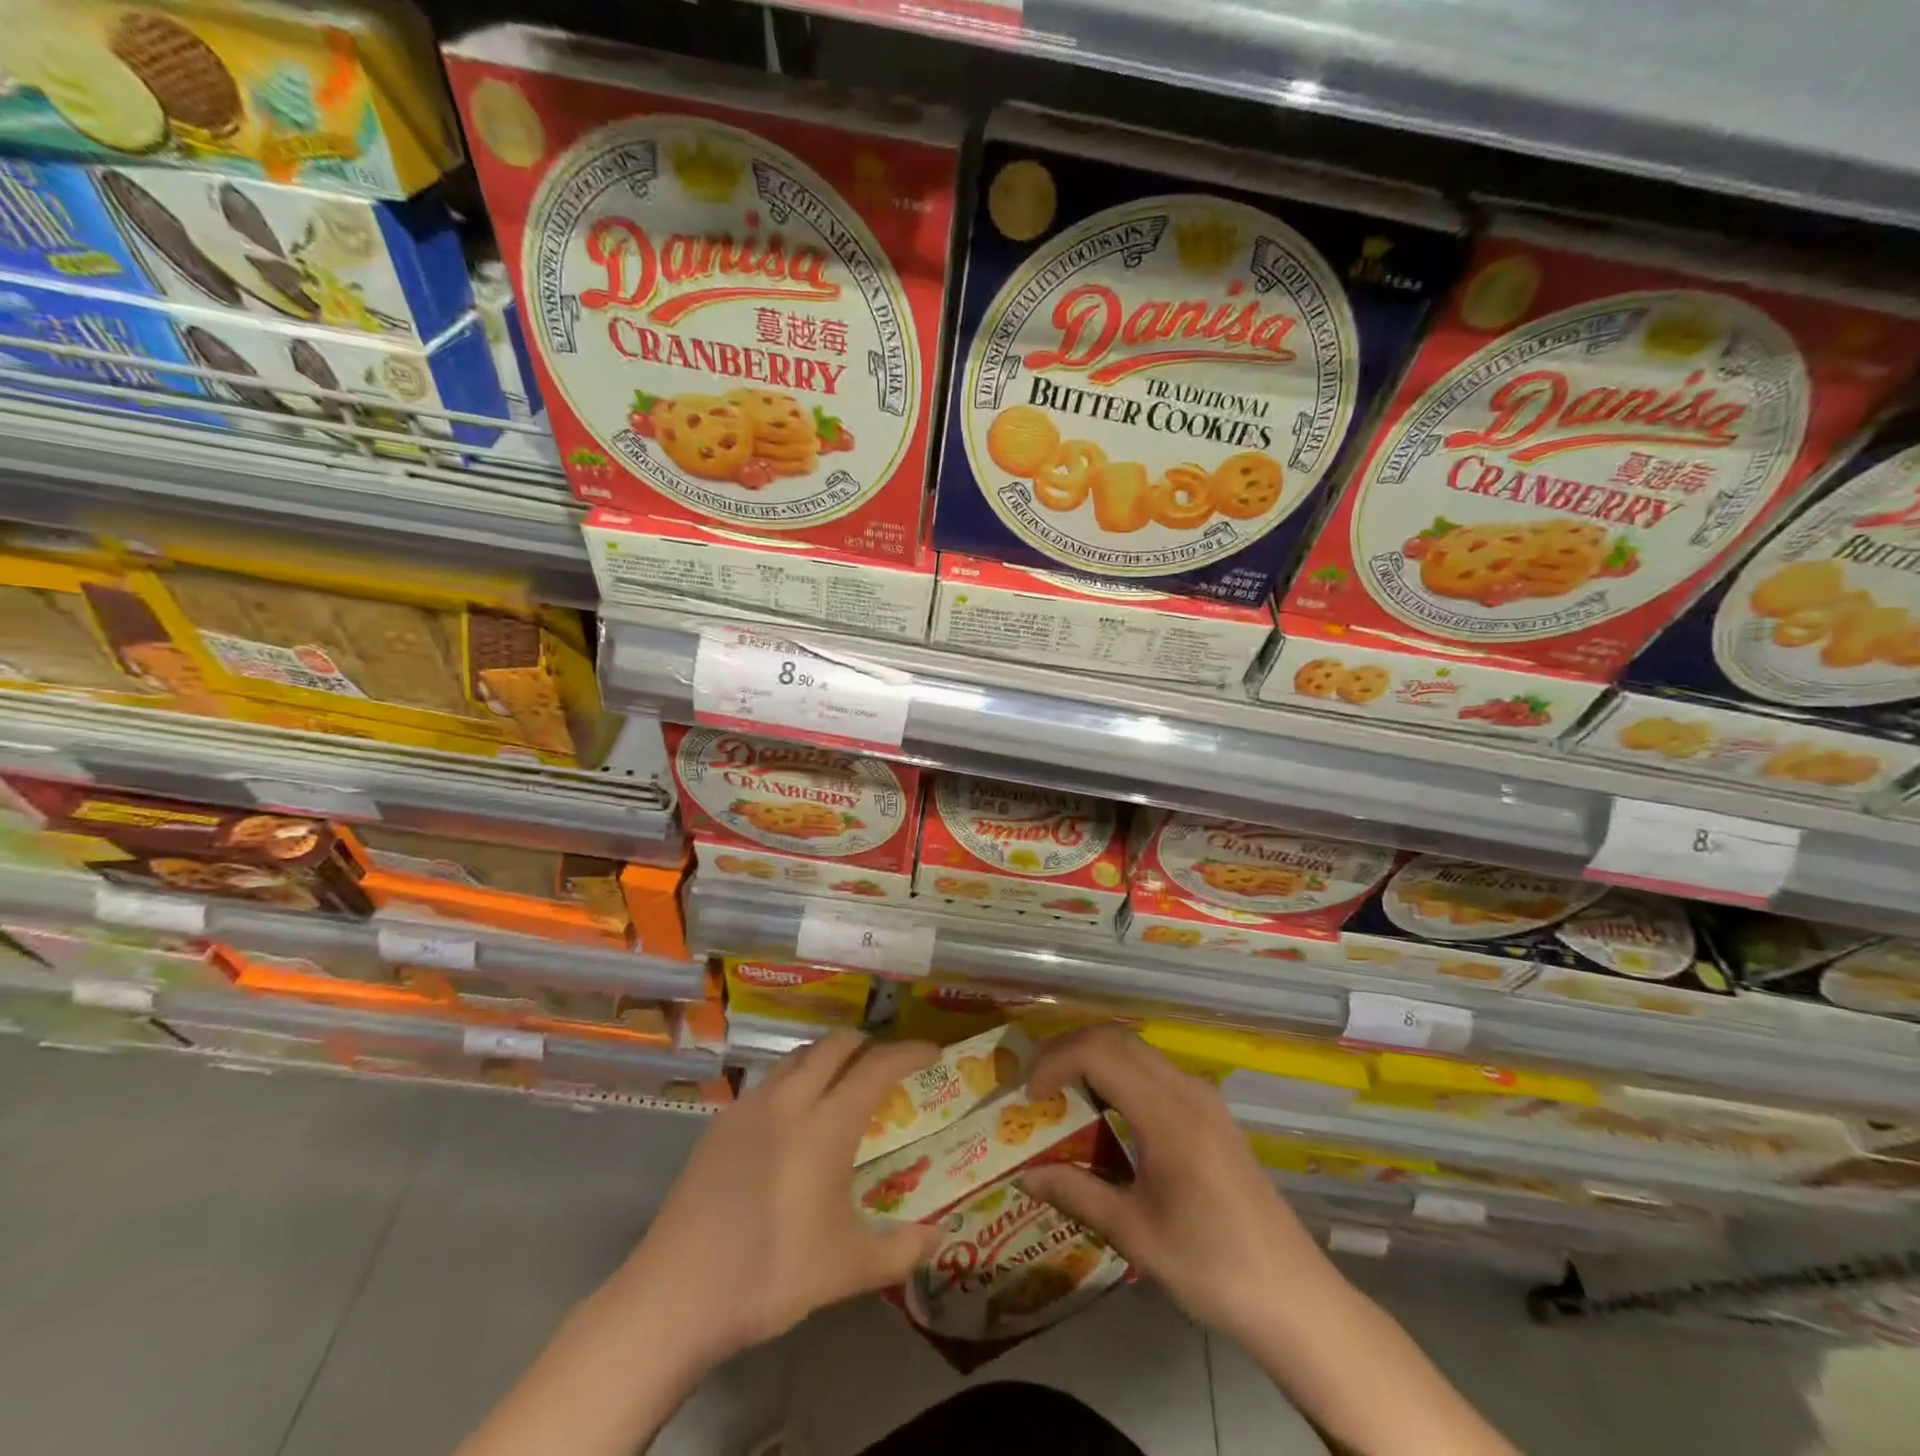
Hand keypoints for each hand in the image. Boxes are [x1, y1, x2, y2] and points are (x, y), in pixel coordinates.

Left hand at [619, 1029, 943, 1363]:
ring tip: (841, 1080)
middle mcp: (791, 1100)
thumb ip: (900, 1250)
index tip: (932, 1051)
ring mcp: (751, 1106)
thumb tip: (938, 1237)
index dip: (909, 1052)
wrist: (677, 1293)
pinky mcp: (722, 1122)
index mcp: (827, 1124)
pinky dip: (795, 1079)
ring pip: (798, 1056)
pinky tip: (792, 1117)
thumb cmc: (771, 1274)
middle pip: (835, 1045)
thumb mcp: (847, 1270)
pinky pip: (769, 1081)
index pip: (878, 1067)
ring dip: (827, 1056)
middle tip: (885, 1062)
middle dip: (867, 1043)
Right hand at [1019, 1025, 1337, 1346]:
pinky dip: (1119, 1073)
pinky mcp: (1212, 1111)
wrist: (1296, 1298)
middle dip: (1068, 1050)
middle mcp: (1186, 1089)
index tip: (1029, 1097)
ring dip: (1094, 1058)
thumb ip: (1077, 1194)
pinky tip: (1106, 1111)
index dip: (1055, 1061)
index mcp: (1167, 1113)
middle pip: (1116, 1038)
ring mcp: (1203, 1097)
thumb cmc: (1212, 1268)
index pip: (1099, 1052)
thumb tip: (1025, 1178)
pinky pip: (1154, 1070)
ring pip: (1136, 1049)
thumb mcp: (1136, 1235)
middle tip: (1037, 1086)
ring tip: (1062, 1093)